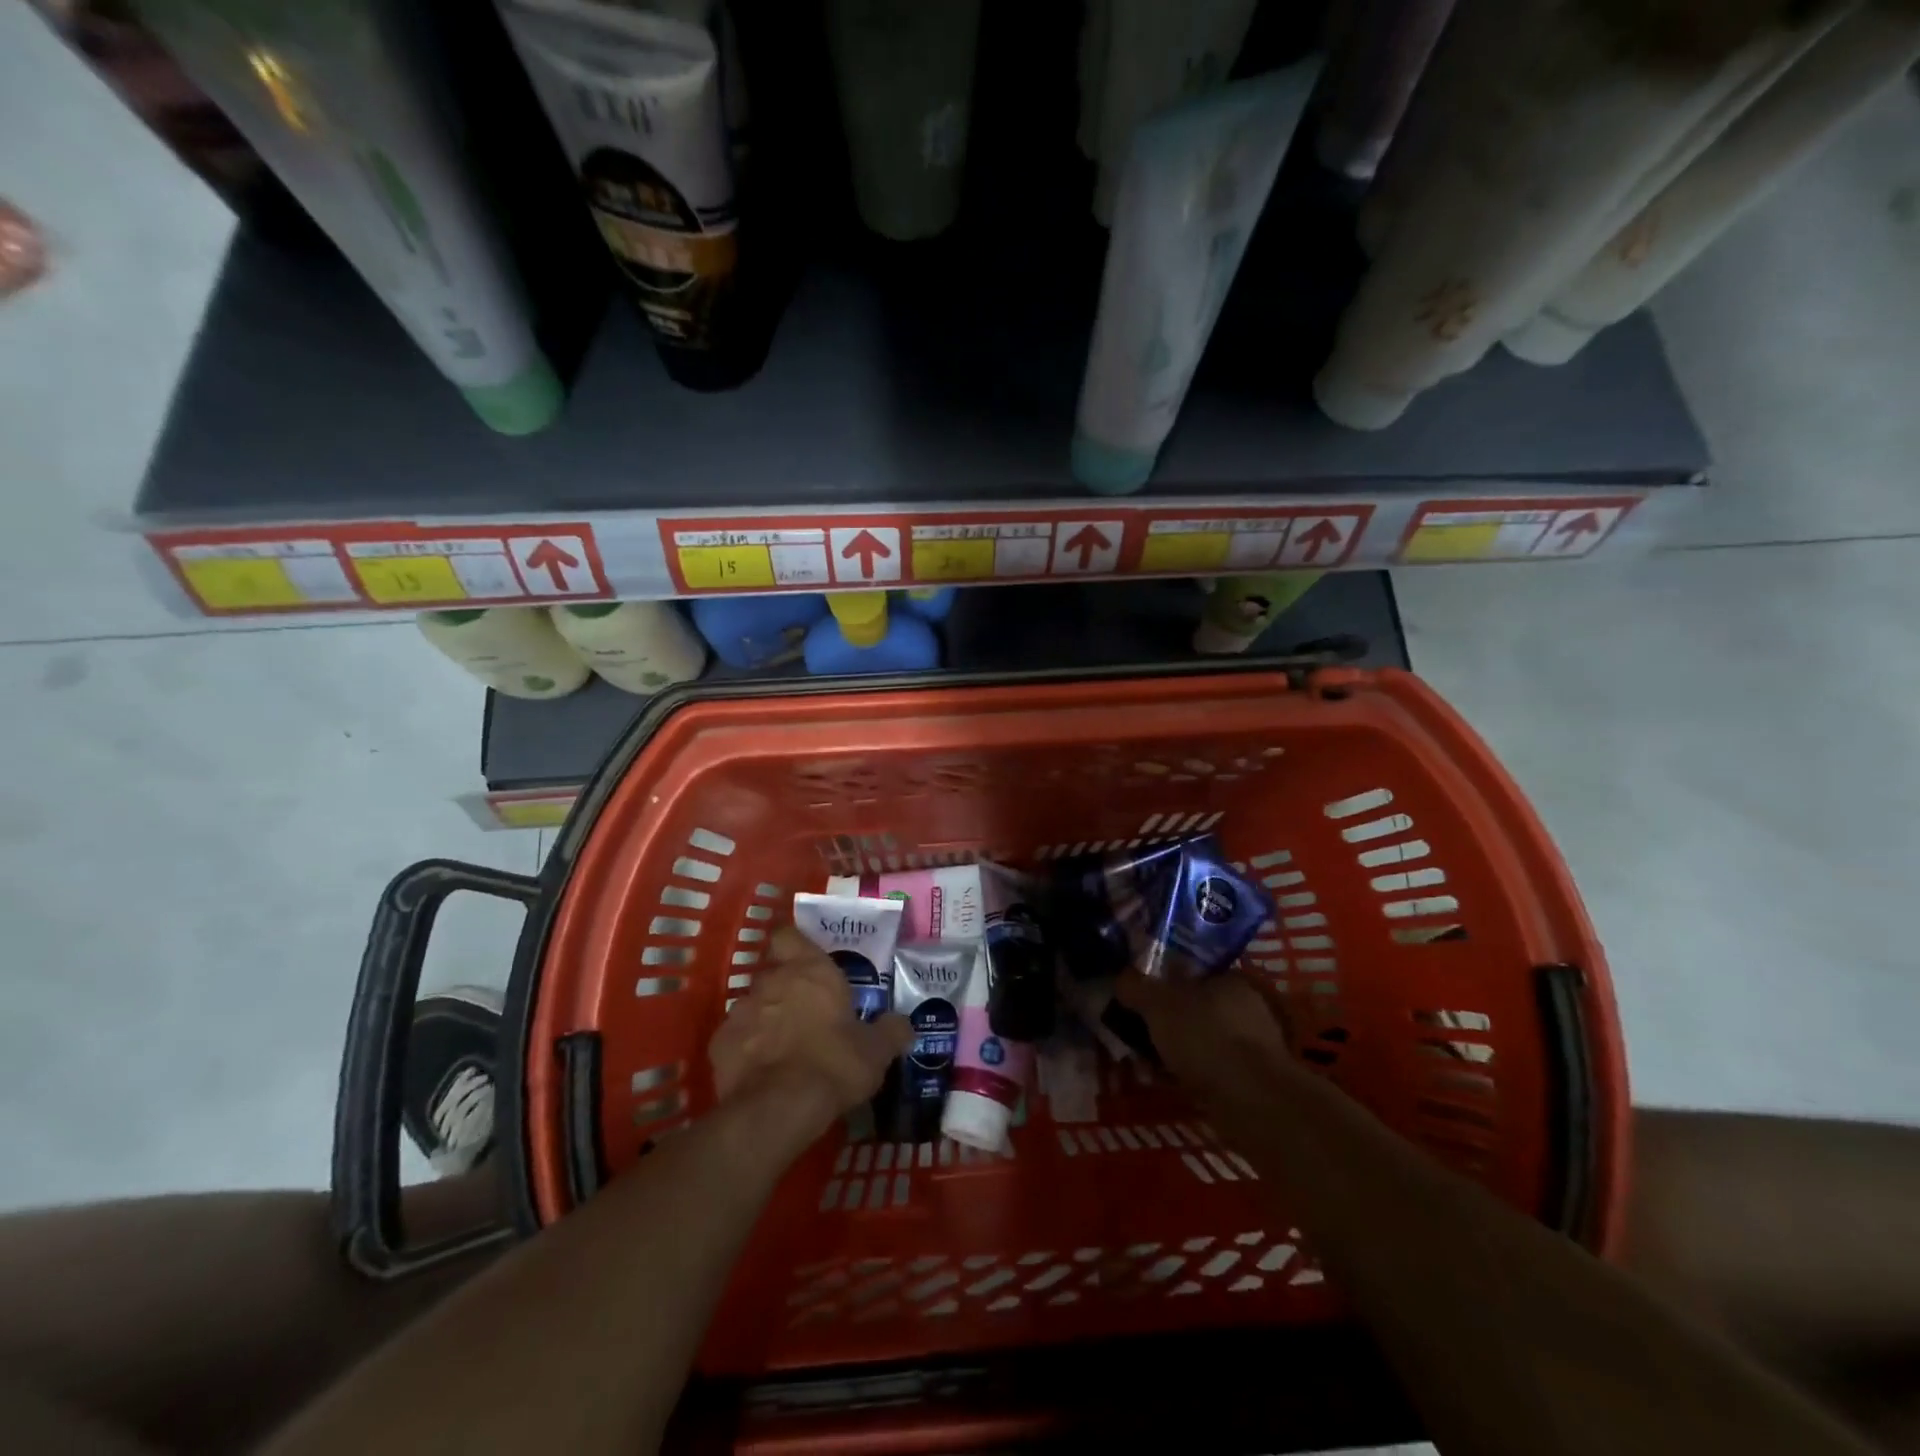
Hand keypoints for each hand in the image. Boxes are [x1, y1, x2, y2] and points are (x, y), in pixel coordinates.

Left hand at [708, 927, 911, 1138]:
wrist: (779, 1108)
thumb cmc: (834, 1064)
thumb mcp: (876, 1052)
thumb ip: (891, 1032)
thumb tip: (904, 1024)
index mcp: (810, 970)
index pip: (788, 935)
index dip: (794, 944)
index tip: (805, 960)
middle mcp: (772, 981)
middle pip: (773, 972)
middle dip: (785, 988)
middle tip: (805, 1013)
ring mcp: (741, 1010)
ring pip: (753, 1005)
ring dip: (766, 1018)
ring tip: (783, 1047)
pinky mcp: (720, 1043)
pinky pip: (736, 1037)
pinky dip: (747, 1048)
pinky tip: (761, 1070)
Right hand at [1115, 969, 1293, 1096]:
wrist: (1252, 1103)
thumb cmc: (1205, 1037)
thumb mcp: (1158, 1003)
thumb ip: (1136, 986)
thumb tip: (1121, 978)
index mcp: (1231, 979)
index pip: (1192, 973)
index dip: (1163, 984)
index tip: (1139, 1000)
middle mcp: (1248, 1008)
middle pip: (1195, 1009)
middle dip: (1166, 1023)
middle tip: (1138, 1035)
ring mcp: (1254, 1047)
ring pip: (1202, 1042)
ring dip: (1175, 1052)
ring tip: (1146, 1065)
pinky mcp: (1253, 1082)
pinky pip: (1211, 1070)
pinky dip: (1189, 1075)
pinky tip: (1168, 1084)